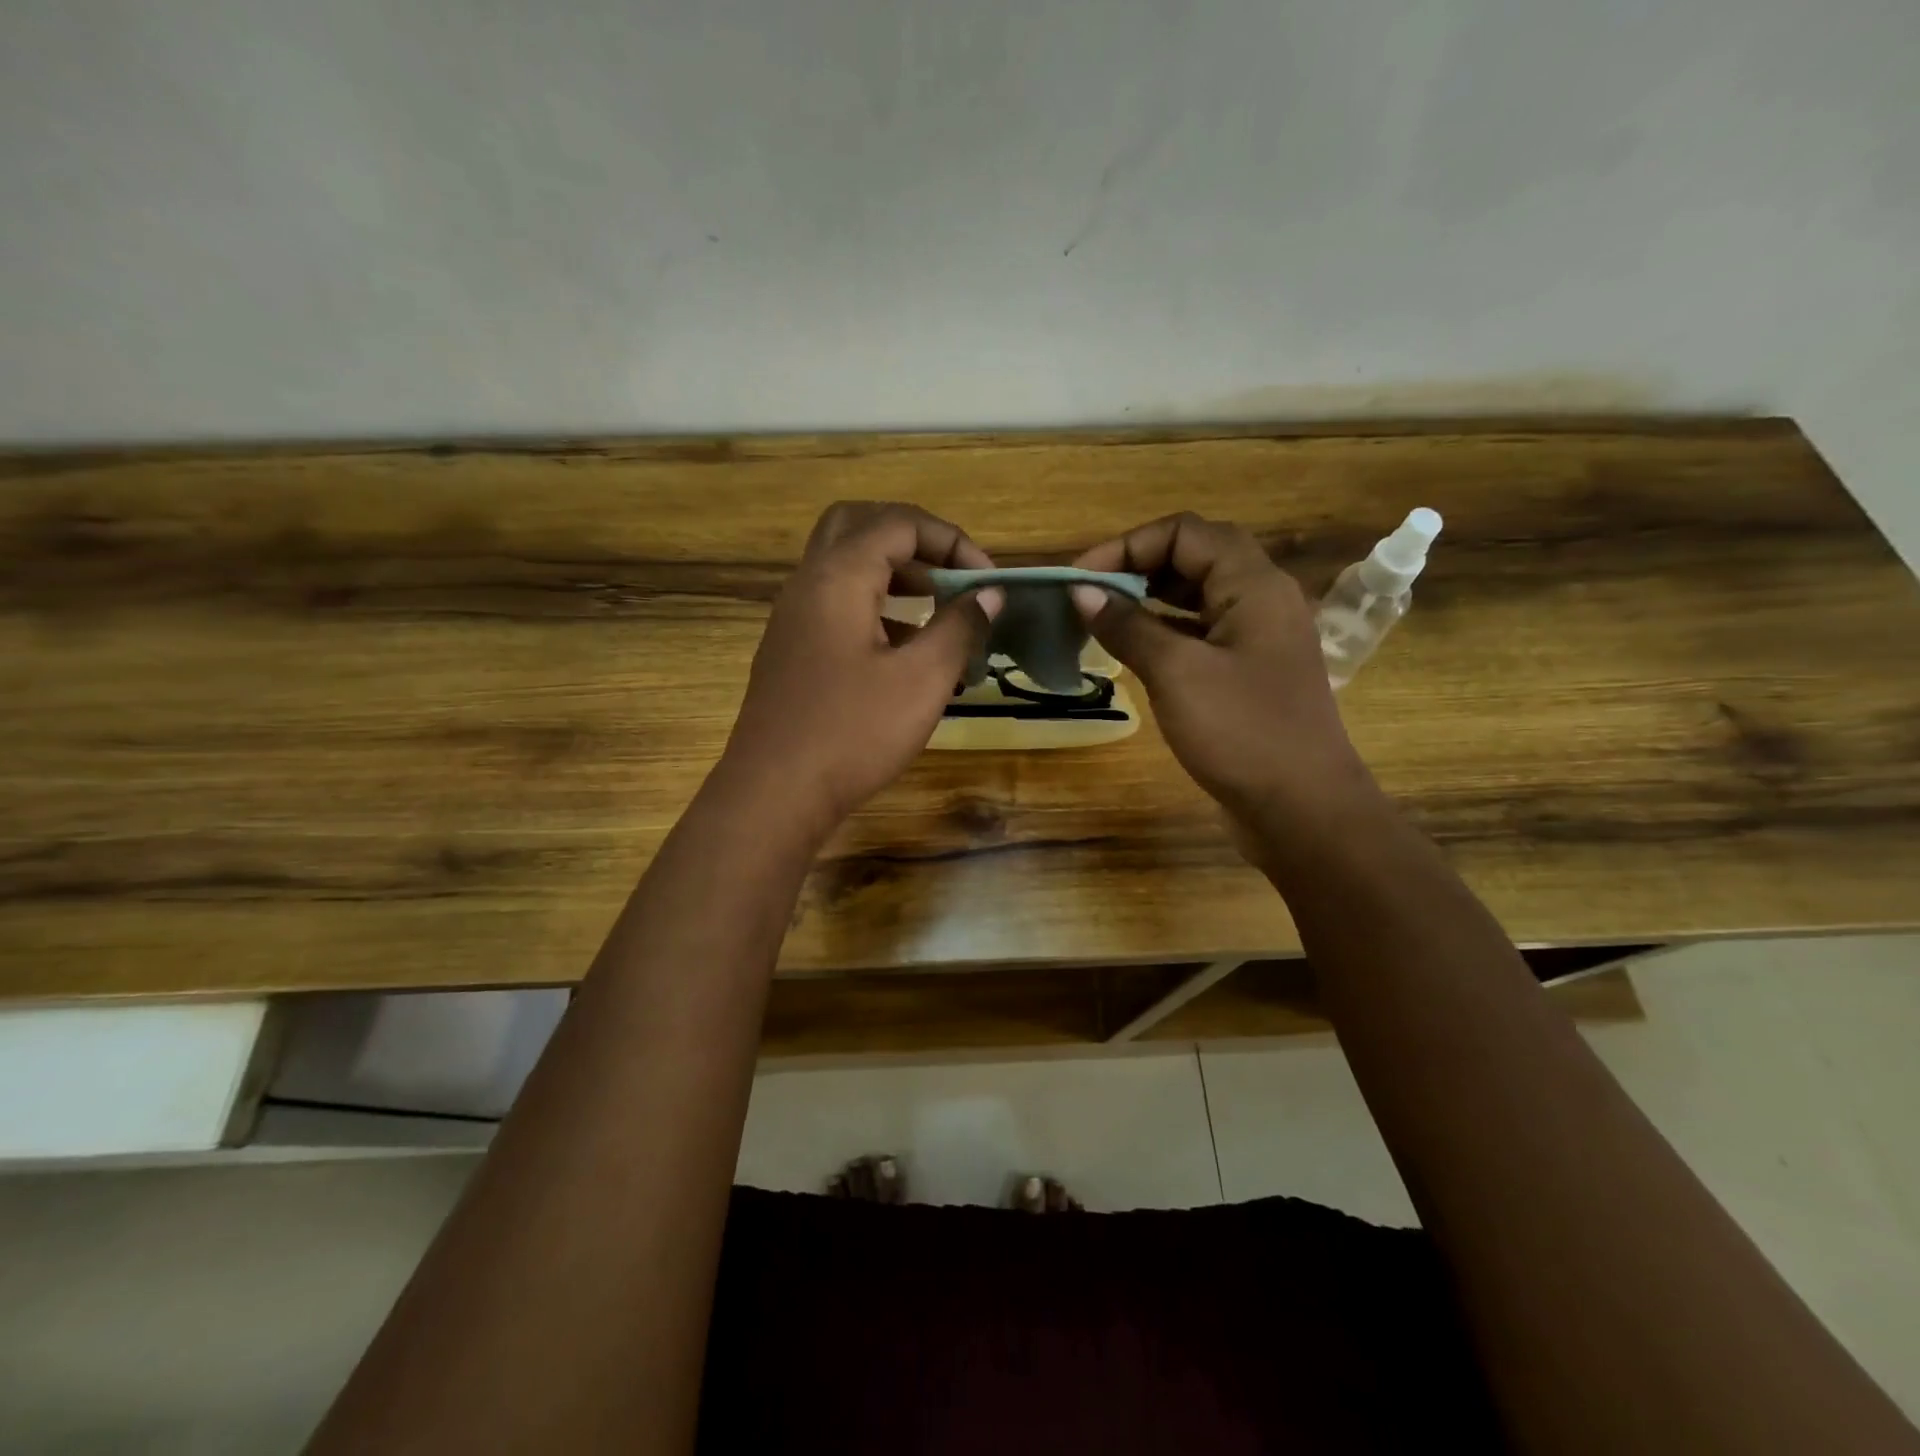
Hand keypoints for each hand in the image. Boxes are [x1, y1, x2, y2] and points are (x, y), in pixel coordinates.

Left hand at [717, 502, 1002, 836]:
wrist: (775, 794)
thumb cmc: (853, 733)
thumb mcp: (922, 680)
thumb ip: (960, 628)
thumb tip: (990, 593)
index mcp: (838, 577)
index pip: (898, 522)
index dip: (951, 540)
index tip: (986, 580)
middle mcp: (808, 584)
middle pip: (859, 526)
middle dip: (913, 541)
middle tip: (950, 574)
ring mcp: (793, 618)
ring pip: (843, 565)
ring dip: (892, 573)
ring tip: (936, 608)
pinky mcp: (791, 650)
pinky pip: (834, 603)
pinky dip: (872, 605)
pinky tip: (902, 650)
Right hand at [1071, 513, 1378, 840]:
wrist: (1303, 808)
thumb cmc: (1241, 732)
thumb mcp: (1176, 673)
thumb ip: (1127, 626)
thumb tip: (1081, 592)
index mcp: (1254, 584)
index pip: (1185, 532)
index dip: (1128, 545)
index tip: (1082, 578)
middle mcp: (1262, 599)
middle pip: (1195, 557)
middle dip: (1137, 567)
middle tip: (1089, 596)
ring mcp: (1259, 637)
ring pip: (1199, 596)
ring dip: (1150, 599)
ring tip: (1102, 618)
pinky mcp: (1251, 672)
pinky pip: (1203, 633)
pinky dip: (1166, 631)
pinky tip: (1133, 651)